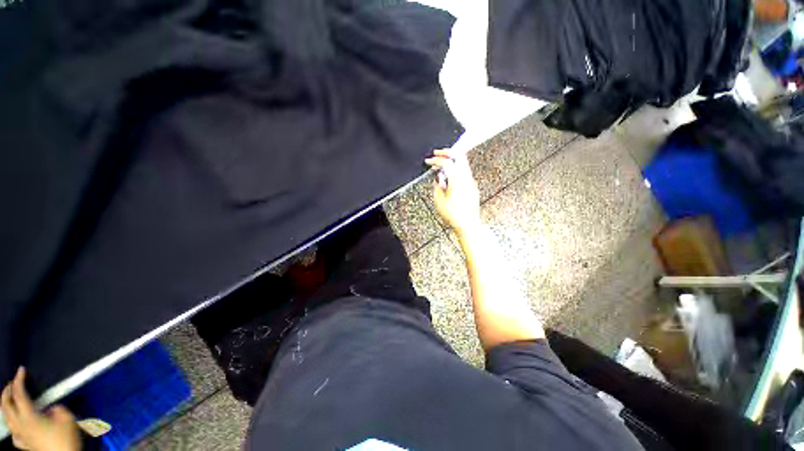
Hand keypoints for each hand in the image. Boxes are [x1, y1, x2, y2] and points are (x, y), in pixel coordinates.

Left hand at [1, 368, 80, 450]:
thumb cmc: (65, 437)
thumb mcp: (67, 418)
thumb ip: (57, 409)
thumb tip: (51, 407)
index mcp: (29, 416)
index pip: (19, 393)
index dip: (19, 380)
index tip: (21, 369)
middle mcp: (20, 424)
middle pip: (6, 406)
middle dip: (6, 392)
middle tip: (11, 382)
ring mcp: (21, 436)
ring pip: (6, 419)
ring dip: (5, 407)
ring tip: (9, 400)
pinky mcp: (24, 444)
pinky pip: (13, 434)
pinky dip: (12, 426)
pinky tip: (16, 427)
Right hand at [425, 149, 480, 237]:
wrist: (467, 224)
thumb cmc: (454, 215)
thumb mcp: (439, 200)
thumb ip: (437, 185)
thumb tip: (438, 177)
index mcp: (457, 179)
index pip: (446, 162)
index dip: (435, 160)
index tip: (428, 161)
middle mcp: (466, 178)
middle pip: (459, 155)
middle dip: (447, 152)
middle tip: (437, 153)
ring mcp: (471, 181)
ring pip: (463, 162)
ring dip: (452, 160)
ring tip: (441, 165)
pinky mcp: (473, 186)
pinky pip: (465, 172)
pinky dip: (457, 168)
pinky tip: (450, 175)